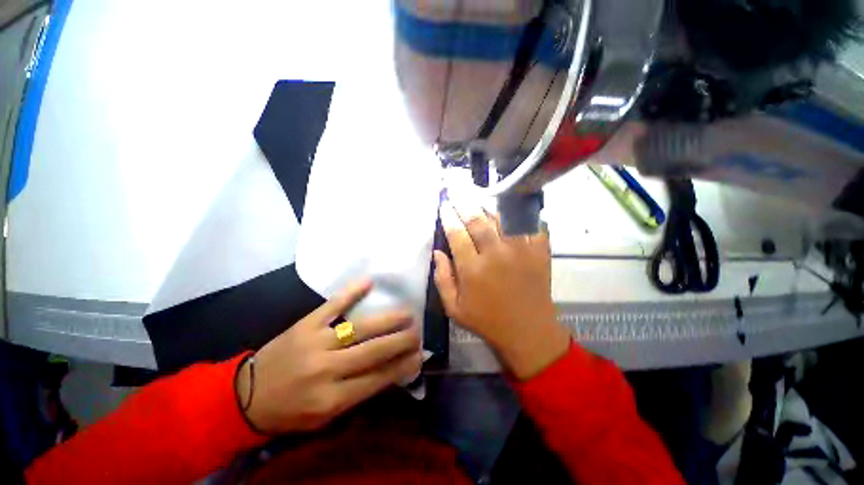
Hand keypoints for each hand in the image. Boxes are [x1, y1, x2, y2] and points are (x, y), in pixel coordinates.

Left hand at [235, 280, 421, 433]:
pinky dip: (351, 293)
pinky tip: (368, 282)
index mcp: (331, 399)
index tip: (419, 355)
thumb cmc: (290, 410)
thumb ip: (358, 394)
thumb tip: (391, 372)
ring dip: (388, 319)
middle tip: (418, 331)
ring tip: (408, 313)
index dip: (402, 366)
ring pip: (359, 328)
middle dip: (401, 340)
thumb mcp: (325, 417)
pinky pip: (332, 306)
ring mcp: (316, 342)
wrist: (245, 395)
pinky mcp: (305, 324)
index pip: (378, 378)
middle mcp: (326, 370)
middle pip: (373, 351)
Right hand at [433, 200, 569, 379]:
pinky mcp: (540, 251)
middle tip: (456, 188)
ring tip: (478, 195)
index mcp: (473, 269)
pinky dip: (522, 213)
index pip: (456, 234)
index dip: (448, 216)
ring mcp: (521, 250)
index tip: (443, 204)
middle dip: (464, 201)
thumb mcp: (454, 308)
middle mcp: (496, 254)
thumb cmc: (487, 321)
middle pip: (478, 220)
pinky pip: (531, 224)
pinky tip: (513, 206)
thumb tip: (438, 252)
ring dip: (488, 205)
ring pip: (502, 218)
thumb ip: (442, 278)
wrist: (528, 331)